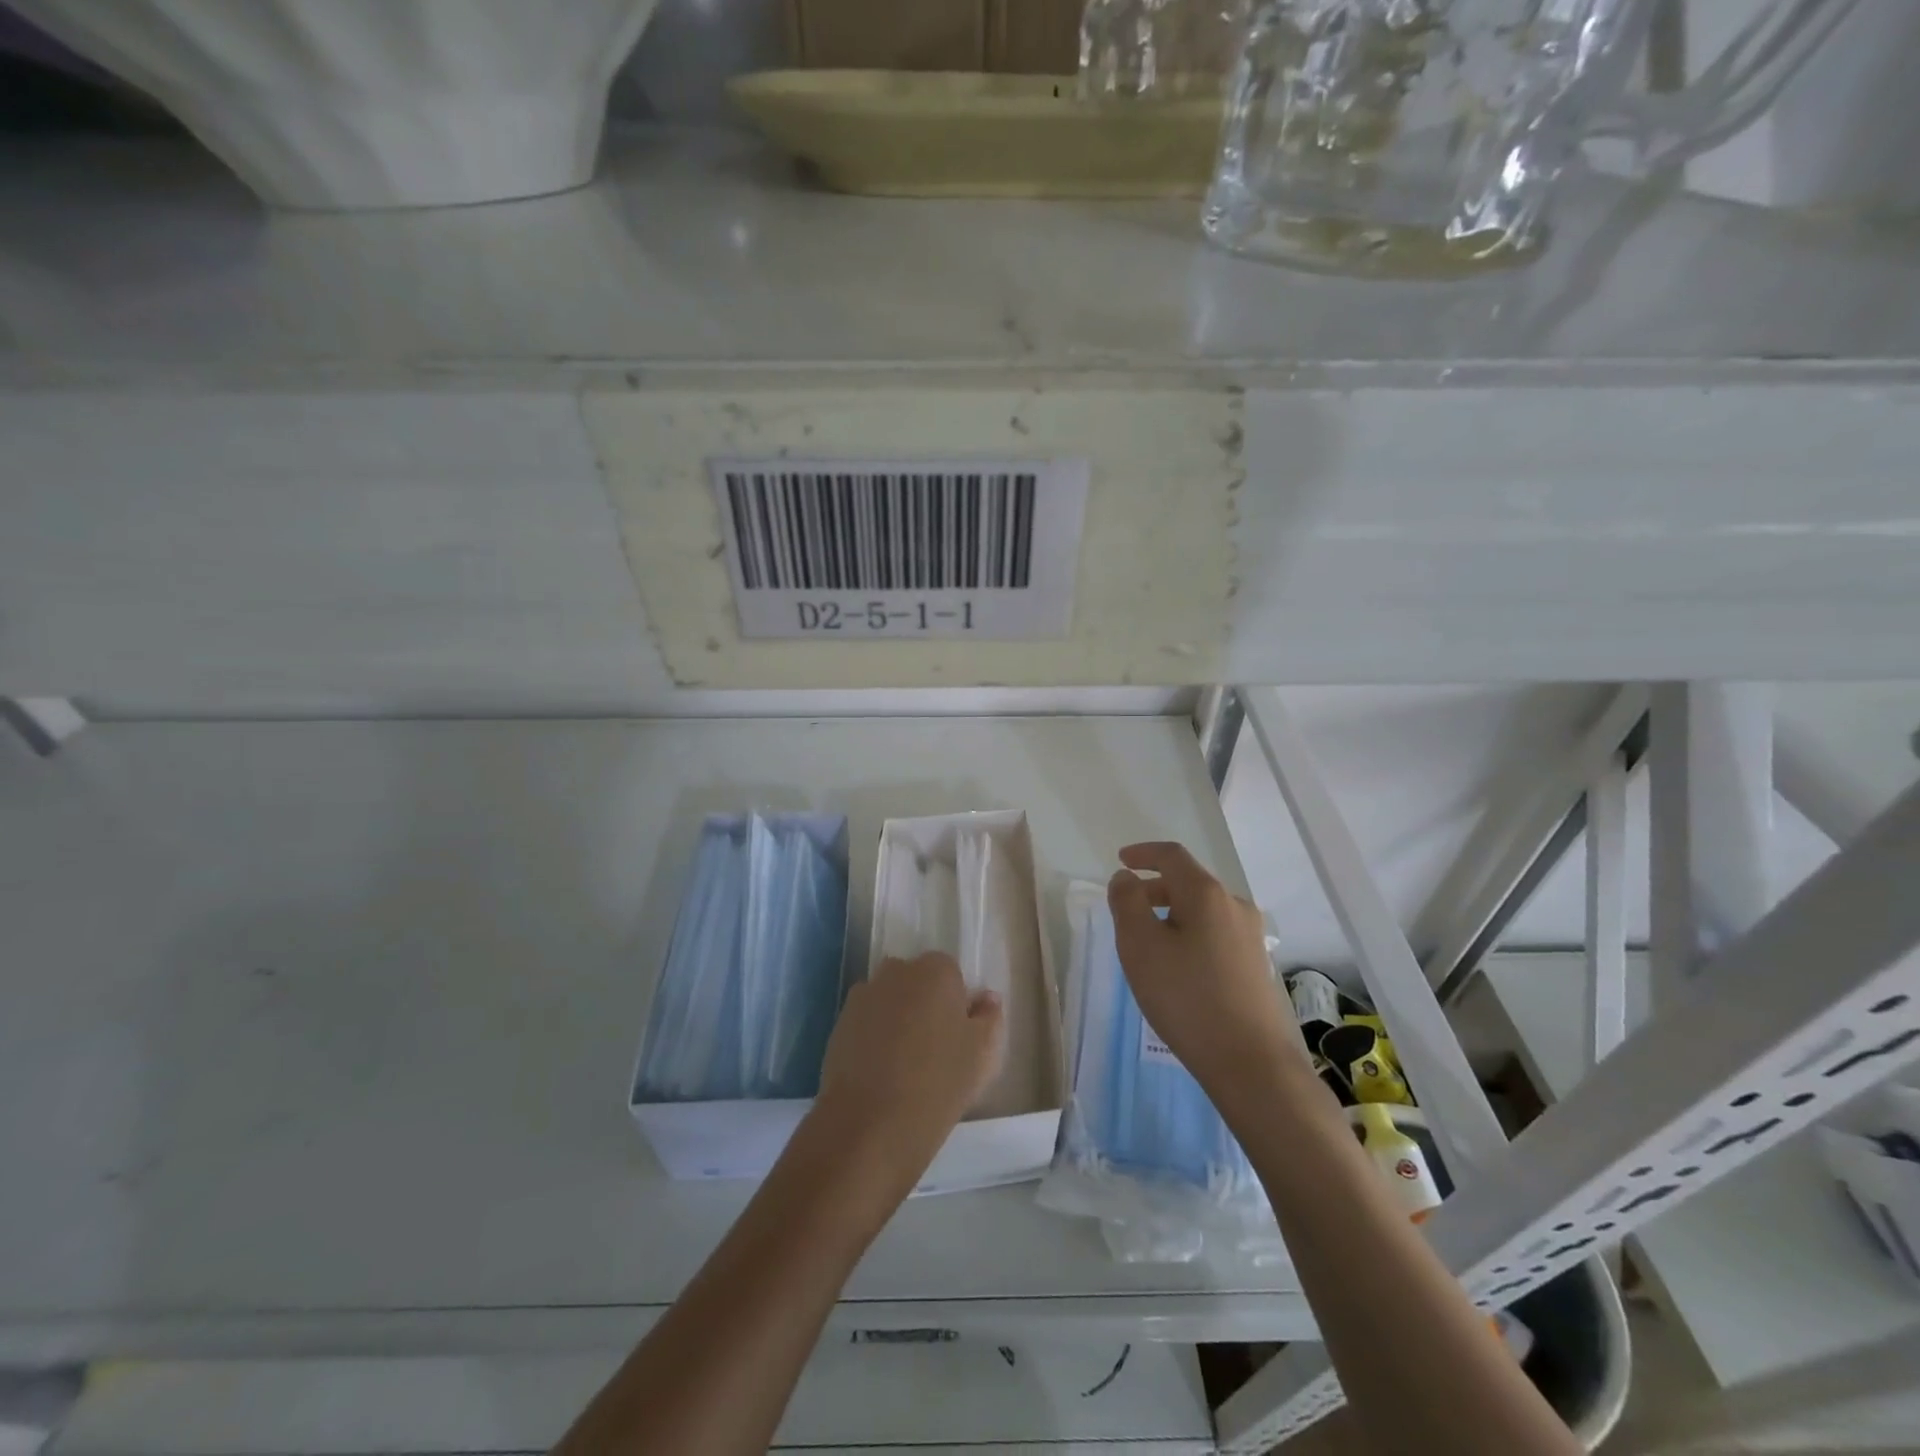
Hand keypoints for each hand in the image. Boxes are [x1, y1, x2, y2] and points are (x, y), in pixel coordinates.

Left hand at [810, 952, 1003, 1201]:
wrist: (870, 1123)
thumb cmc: (939, 1082)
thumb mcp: (983, 1054)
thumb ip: (989, 1018)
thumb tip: (986, 998)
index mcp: (936, 971)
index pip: (951, 973)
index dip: (956, 1003)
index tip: (959, 1036)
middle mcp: (897, 972)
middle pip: (916, 981)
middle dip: (924, 1004)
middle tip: (935, 1049)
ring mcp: (864, 996)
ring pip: (889, 1000)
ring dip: (897, 1019)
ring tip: (904, 1064)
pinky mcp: (839, 1023)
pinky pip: (866, 1022)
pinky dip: (873, 1037)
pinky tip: (880, 1072)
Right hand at [1107, 843, 1310, 1110]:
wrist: (1250, 1063)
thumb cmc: (1186, 997)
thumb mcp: (1140, 946)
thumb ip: (1127, 903)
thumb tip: (1126, 878)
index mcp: (1206, 894)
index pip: (1172, 856)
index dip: (1143, 853)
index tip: (1121, 860)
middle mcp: (1234, 906)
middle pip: (1189, 882)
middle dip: (1154, 887)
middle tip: (1126, 907)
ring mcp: (1250, 936)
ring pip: (1203, 910)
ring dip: (1171, 913)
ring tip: (1148, 941)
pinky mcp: (1255, 965)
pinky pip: (1215, 933)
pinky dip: (1189, 933)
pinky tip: (1177, 966)